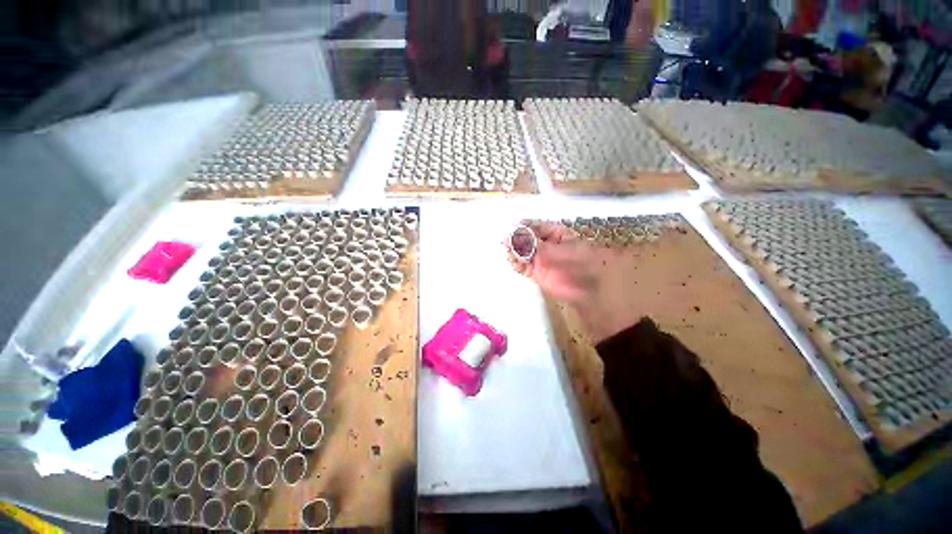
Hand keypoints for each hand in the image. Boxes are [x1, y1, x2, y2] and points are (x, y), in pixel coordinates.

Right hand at [507, 221, 644, 342]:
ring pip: (521, 252)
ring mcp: (540, 259)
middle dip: (516, 240)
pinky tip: (516, 263)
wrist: (589, 292)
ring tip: (512, 254)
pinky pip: (521, 266)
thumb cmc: (581, 264)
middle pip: (526, 239)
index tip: (513, 228)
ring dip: (514, 252)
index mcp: (556, 234)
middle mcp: (546, 245)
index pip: (536, 226)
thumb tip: (515, 236)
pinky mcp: (535, 272)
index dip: (524, 226)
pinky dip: (516, 264)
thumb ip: (536, 244)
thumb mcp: (558, 251)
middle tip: (507, 242)